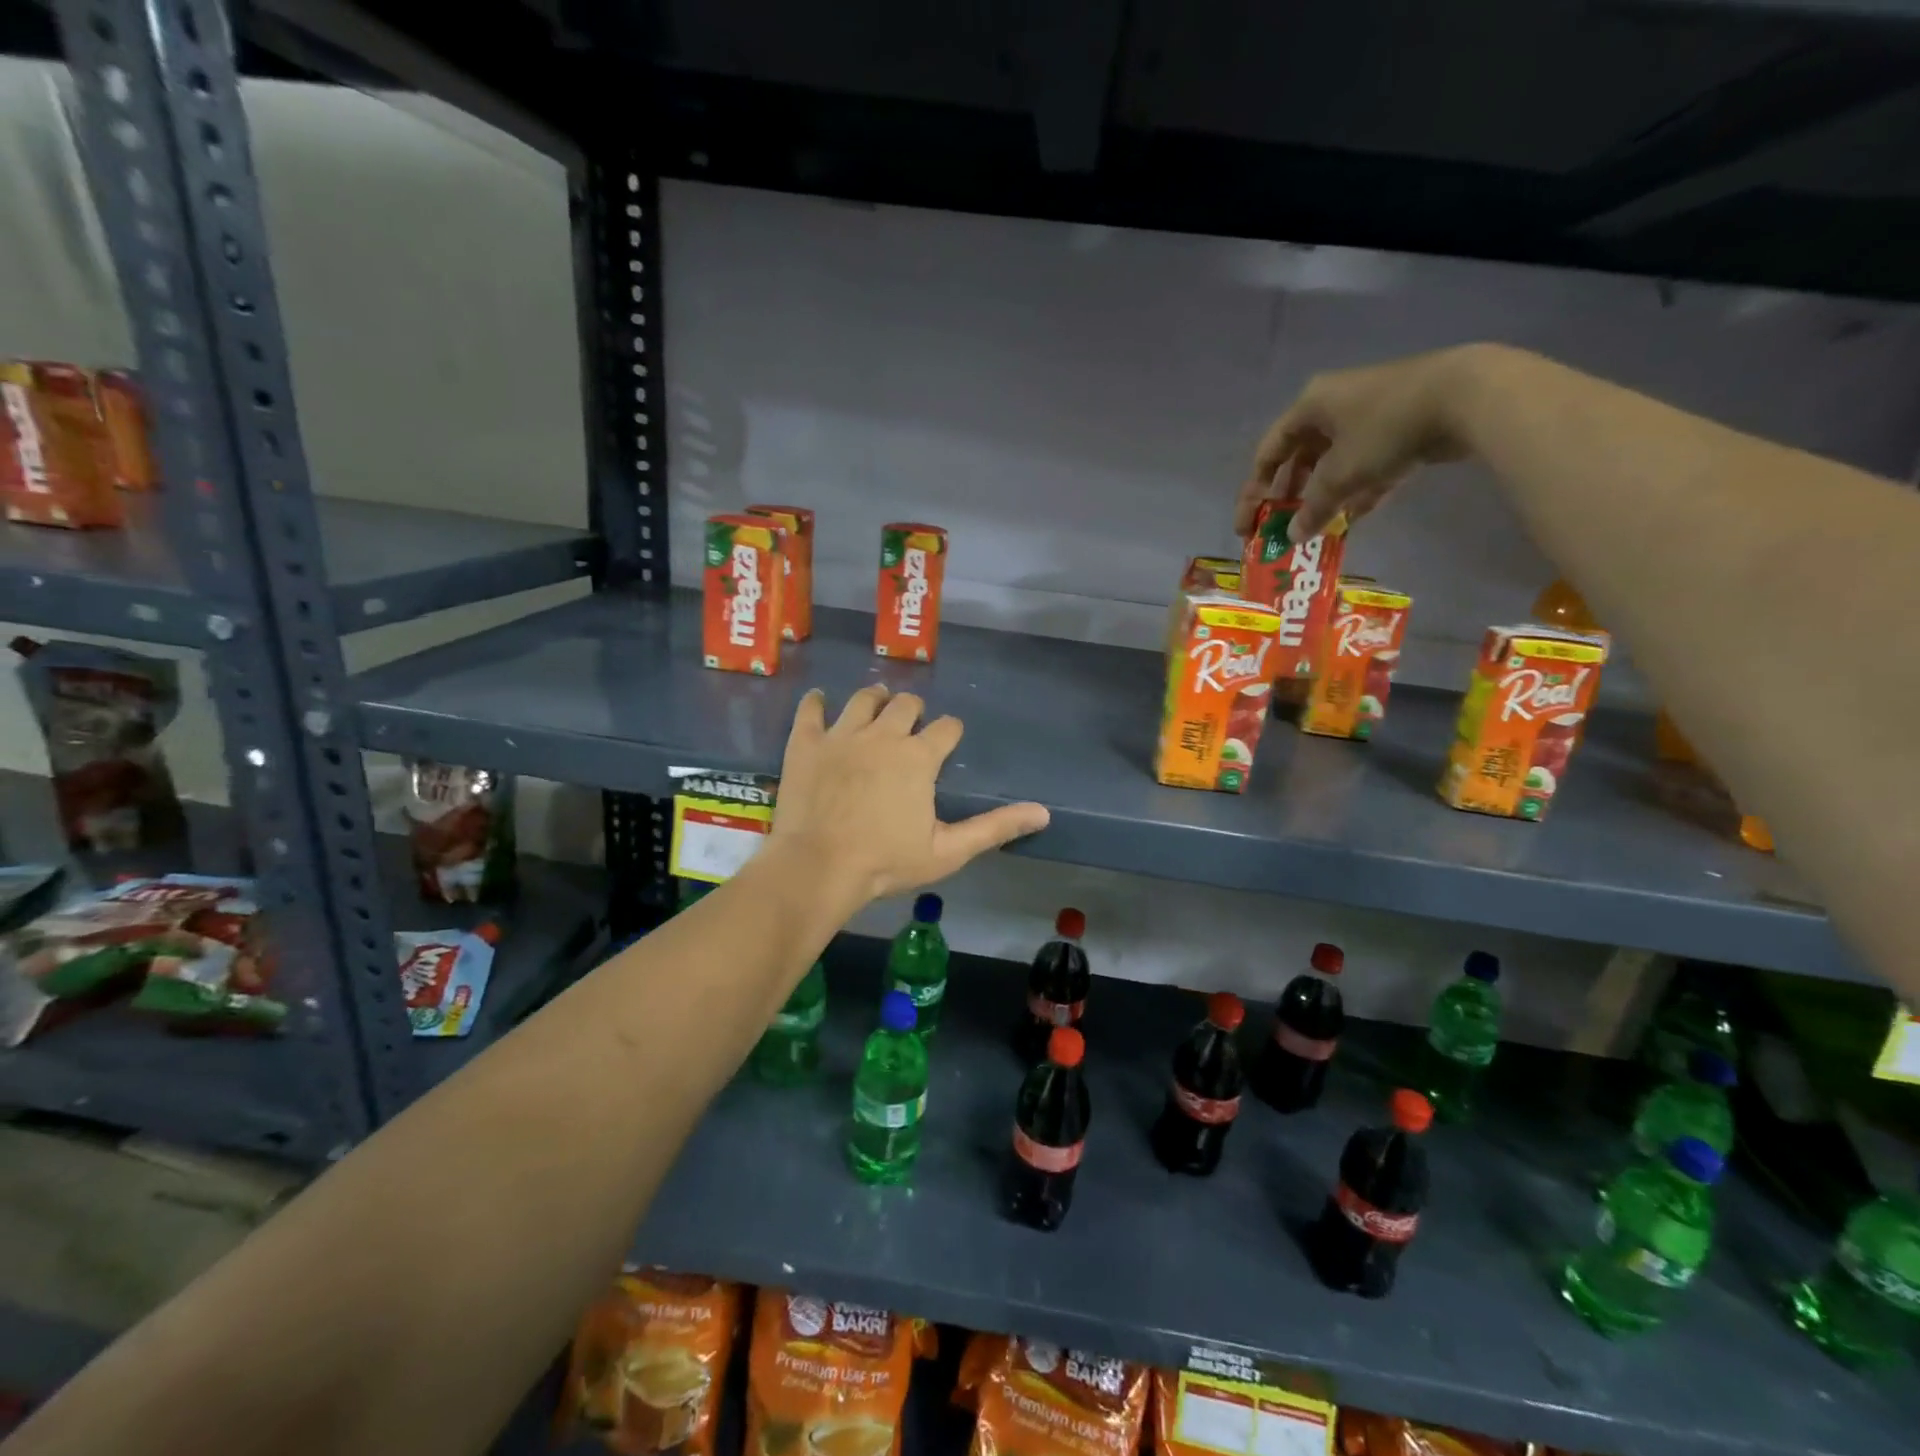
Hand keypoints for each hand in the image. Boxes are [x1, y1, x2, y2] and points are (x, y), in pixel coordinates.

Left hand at [768, 685, 1049, 907]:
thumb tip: (1043, 813)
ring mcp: (841, 735)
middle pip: (905, 704)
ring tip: (875, 706)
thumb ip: (994, 827)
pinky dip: (817, 702)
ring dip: (874, 700)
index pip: (946, 728)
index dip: (950, 731)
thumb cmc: (886, 862)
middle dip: (913, 711)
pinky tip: (820, 701)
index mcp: (919, 757)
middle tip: (909, 725)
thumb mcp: (948, 851)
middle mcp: (883, 734)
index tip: (947, 740)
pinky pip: (811, 709)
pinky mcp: (806, 742)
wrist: (818, 868)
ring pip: (863, 699)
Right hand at [1234, 346, 1485, 542]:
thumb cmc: (1385, 429)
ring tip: (1318, 527)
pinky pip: (1366, 461)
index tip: (1248, 524)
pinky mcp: (1401, 423)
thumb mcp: (1341, 474)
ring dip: (1325, 495)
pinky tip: (1356, 515)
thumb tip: (1294, 536)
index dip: (1254, 491)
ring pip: (1335, 462)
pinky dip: (1358, 488)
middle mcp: (1334, 404)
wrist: (1466, 395)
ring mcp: (1369, 413)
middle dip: (1290, 495)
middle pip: (1300, 458)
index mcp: (1309, 406)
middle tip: (1282, 527)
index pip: (1268, 453)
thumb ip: (1313, 508)